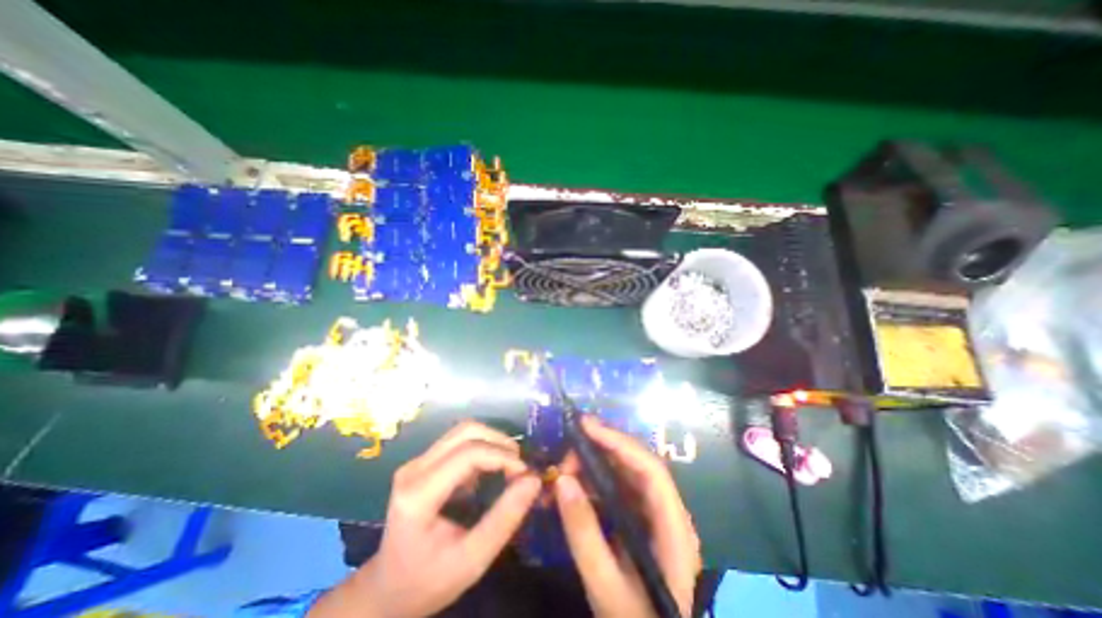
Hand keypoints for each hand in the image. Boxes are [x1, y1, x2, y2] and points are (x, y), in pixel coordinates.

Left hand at [310, 420, 539, 616]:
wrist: (388, 590)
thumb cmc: (429, 581)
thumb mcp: (472, 560)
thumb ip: (504, 518)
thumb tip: (534, 480)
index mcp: (418, 493)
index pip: (468, 453)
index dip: (502, 456)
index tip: (525, 474)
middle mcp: (415, 468)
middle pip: (466, 431)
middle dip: (499, 442)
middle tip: (519, 466)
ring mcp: (417, 462)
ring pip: (464, 431)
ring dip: (492, 441)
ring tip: (510, 465)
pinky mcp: (424, 462)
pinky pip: (459, 441)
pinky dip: (483, 448)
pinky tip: (491, 470)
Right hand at [557, 414, 700, 617]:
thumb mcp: (606, 587)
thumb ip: (584, 534)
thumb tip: (562, 480)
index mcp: (673, 526)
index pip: (650, 468)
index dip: (619, 442)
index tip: (586, 427)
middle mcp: (667, 511)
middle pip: (637, 464)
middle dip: (601, 449)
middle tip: (567, 448)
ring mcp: (654, 514)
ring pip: (625, 473)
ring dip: (595, 464)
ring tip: (565, 467)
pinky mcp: (639, 519)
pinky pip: (617, 488)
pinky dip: (594, 481)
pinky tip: (574, 485)